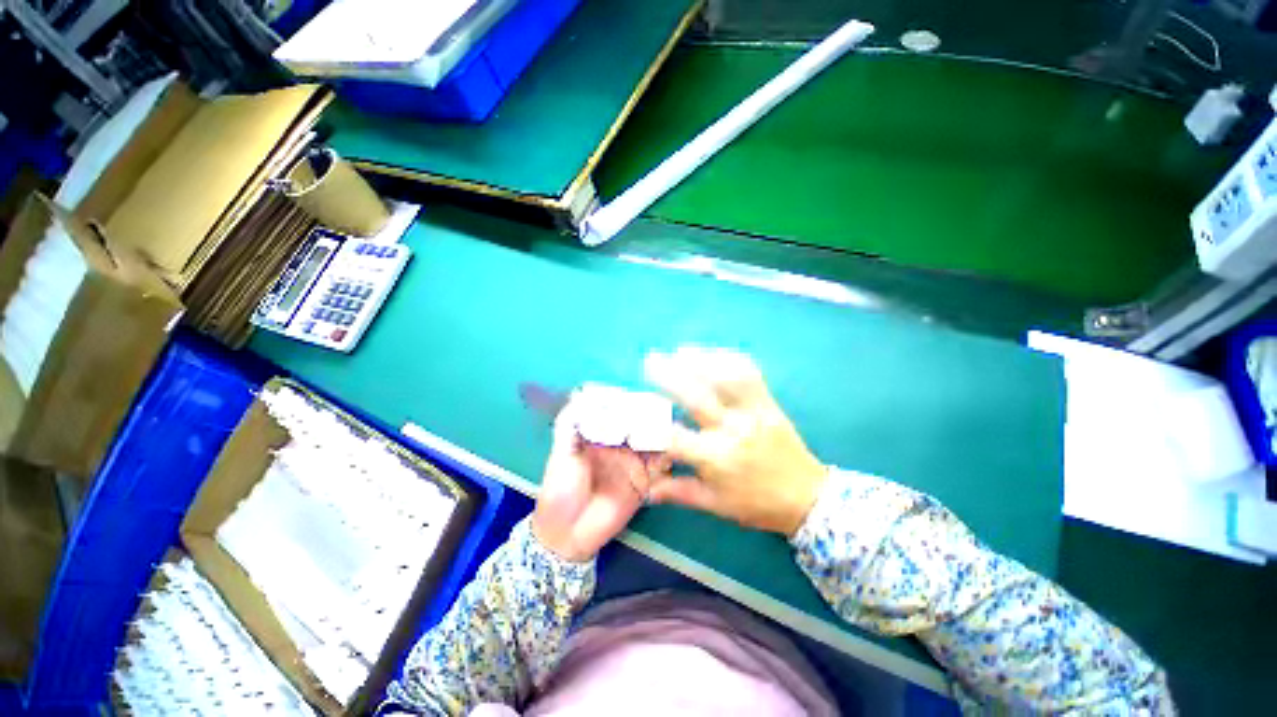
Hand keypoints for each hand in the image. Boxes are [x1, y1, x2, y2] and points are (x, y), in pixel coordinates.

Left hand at [532, 406, 665, 561]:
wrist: (568, 535)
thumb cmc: (559, 491)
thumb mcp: (561, 454)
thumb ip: (569, 424)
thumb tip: (580, 391)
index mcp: (599, 435)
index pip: (616, 412)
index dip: (626, 402)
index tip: (635, 394)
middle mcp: (619, 444)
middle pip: (638, 424)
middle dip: (648, 414)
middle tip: (659, 407)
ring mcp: (633, 462)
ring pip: (652, 441)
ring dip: (661, 432)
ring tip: (668, 425)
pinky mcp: (644, 481)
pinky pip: (659, 465)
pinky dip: (667, 456)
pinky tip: (669, 449)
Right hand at [644, 347, 826, 535]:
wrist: (807, 498)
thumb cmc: (757, 504)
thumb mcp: (716, 505)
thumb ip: (680, 492)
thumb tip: (647, 489)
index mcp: (716, 459)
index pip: (675, 437)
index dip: (652, 422)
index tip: (637, 410)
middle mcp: (733, 431)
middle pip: (696, 397)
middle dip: (669, 377)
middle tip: (650, 361)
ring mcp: (753, 413)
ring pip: (724, 379)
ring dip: (699, 361)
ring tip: (679, 352)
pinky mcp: (769, 403)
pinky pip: (751, 375)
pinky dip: (732, 360)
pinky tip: (715, 353)